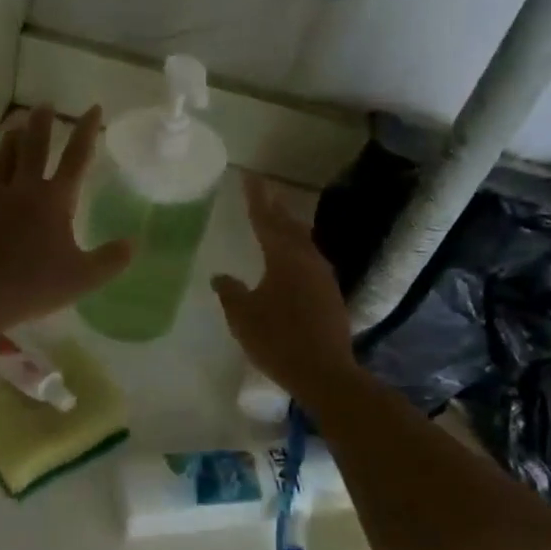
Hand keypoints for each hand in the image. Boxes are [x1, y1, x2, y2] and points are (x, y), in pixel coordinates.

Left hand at [0, 106, 132, 331]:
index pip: (76, 157)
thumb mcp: (83, 278)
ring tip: (16, 126)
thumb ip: (111, 259)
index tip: (93, 108)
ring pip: (5, 157)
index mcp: (54, 200)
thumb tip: (134, 242)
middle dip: (43, 123)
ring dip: (13, 139)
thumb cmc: (34, 285)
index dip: (87, 131)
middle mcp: (24, 189)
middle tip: (45, 105)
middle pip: (34, 145)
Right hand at [213, 175, 357, 398]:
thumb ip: (230, 292)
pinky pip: (310, 260)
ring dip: (289, 229)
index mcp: (283, 258)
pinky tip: (292, 260)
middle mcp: (307, 260)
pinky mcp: (330, 295)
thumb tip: (220, 277)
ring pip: (304, 242)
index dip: (255, 198)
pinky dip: (297, 250)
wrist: (324, 372)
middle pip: (289, 226)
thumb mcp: (243, 316)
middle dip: (275, 208)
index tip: (250, 176)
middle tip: (263, 192)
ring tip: (278, 220)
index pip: (265, 219)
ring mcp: (323, 277)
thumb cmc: (277, 339)